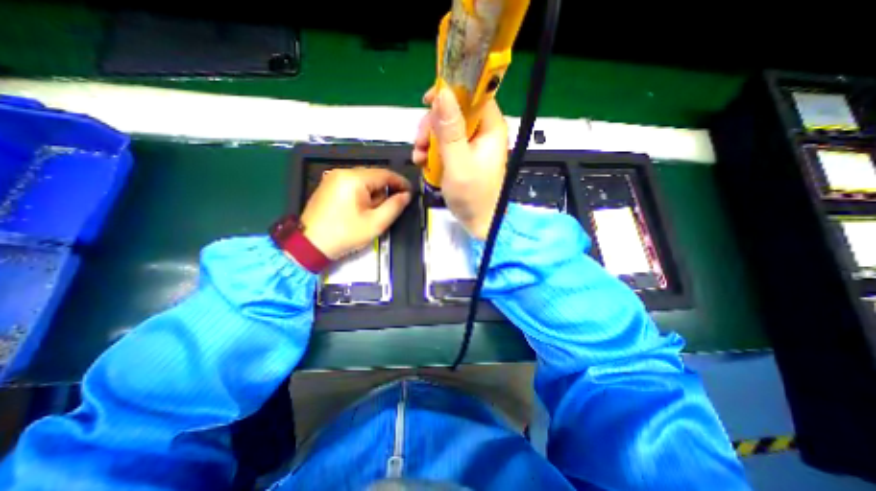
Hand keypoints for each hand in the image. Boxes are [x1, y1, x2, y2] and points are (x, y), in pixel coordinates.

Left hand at [300, 168, 413, 260]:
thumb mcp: (376, 223)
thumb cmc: (345, 234)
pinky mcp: (328, 186)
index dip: (400, 182)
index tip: (410, 192)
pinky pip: (352, 185)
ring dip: (372, 195)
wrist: (310, 245)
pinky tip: (358, 211)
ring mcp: (333, 178)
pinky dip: (361, 195)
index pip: (385, 174)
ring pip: (364, 182)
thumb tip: (406, 195)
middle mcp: (342, 172)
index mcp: (354, 179)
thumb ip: (394, 206)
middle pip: (374, 177)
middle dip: (383, 192)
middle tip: (385, 211)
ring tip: (368, 214)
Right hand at [415, 89, 510, 241]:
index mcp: (490, 128)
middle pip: (455, 110)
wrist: (476, 221)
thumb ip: (451, 130)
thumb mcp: (459, 163)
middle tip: (421, 142)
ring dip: (428, 139)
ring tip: (420, 157)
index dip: (452, 91)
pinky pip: (444, 143)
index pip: (474, 94)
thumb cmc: (472, 196)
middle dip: (433, 124)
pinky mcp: (462, 155)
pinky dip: (431, 150)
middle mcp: (482, 132)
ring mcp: (471, 144)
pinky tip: (423, 162)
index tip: (428, 101)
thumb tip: (443, 92)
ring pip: (445, 127)